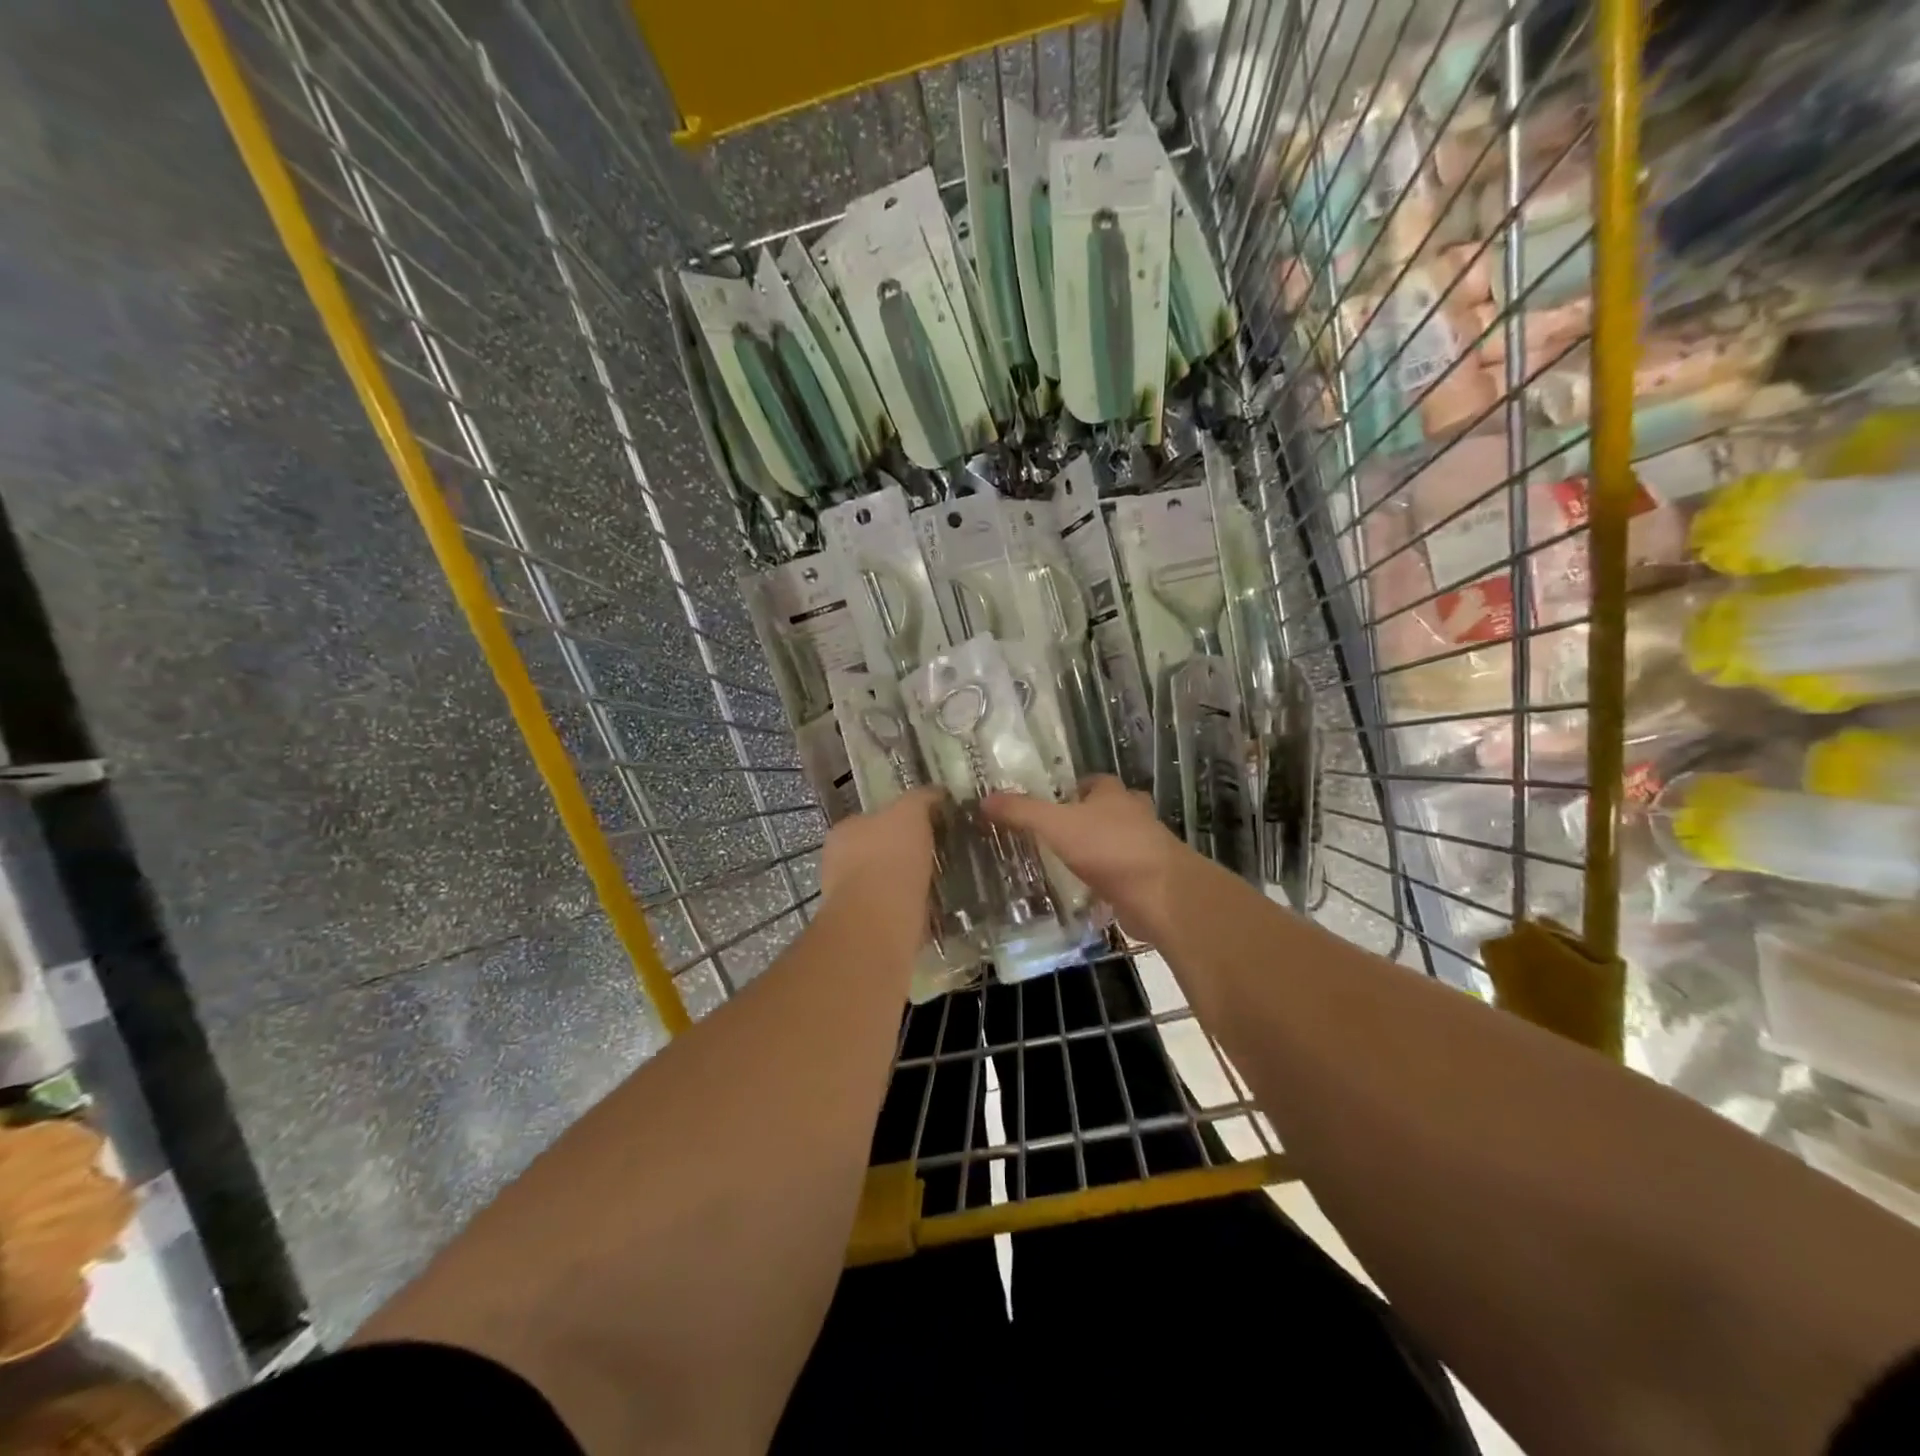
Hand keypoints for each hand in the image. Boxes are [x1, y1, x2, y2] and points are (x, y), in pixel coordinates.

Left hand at [819, 787, 941, 922]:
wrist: (880, 919)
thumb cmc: (889, 856)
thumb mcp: (910, 811)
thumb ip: (921, 799)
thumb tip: (936, 793)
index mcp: (844, 830)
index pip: (873, 818)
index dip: (902, 819)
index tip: (928, 825)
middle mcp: (839, 863)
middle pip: (878, 851)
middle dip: (903, 853)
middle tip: (936, 854)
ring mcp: (849, 898)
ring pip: (885, 883)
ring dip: (907, 883)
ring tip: (939, 882)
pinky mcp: (865, 927)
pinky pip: (894, 910)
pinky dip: (911, 908)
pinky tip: (932, 908)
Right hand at [983, 776, 1184, 939]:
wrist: (1161, 894)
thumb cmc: (1109, 848)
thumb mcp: (1056, 826)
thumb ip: (1022, 812)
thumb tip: (985, 799)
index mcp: (1114, 795)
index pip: (1095, 782)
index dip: (1076, 788)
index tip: (1055, 801)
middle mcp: (1134, 815)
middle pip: (1111, 810)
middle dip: (1090, 818)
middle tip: (1060, 833)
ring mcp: (1147, 848)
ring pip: (1120, 842)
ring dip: (1100, 850)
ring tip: (1069, 863)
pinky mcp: (1151, 879)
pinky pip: (1124, 875)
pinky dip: (1108, 881)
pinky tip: (1088, 894)